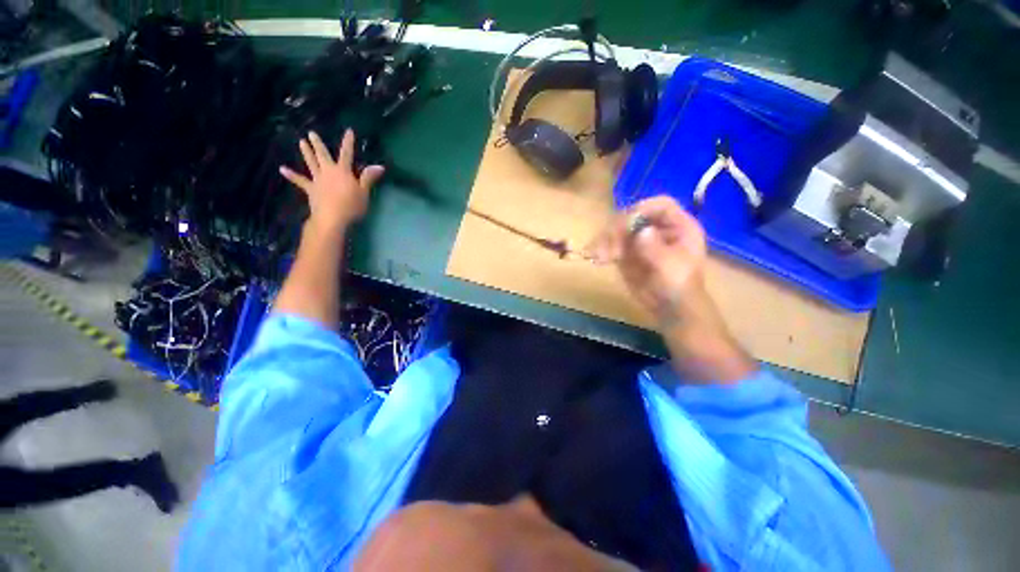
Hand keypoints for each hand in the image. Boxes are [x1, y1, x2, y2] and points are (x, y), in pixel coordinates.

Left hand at [279, 129, 384, 233]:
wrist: (332, 218)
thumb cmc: (351, 205)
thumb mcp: (364, 192)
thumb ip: (368, 178)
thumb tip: (379, 166)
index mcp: (343, 171)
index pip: (347, 154)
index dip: (348, 142)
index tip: (349, 131)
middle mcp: (328, 171)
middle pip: (323, 155)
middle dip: (318, 144)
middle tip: (311, 133)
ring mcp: (317, 180)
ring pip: (311, 163)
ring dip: (306, 152)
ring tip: (301, 142)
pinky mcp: (310, 189)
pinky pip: (299, 181)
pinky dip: (291, 175)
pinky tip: (282, 169)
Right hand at [587, 196, 707, 323]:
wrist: (669, 307)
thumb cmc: (679, 286)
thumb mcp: (671, 267)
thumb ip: (656, 248)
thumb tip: (641, 231)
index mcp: (677, 226)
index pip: (660, 205)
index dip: (643, 209)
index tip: (627, 224)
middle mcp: (656, 228)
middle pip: (633, 215)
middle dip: (618, 229)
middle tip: (610, 248)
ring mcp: (639, 239)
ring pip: (618, 229)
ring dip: (606, 240)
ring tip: (600, 256)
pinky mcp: (626, 252)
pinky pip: (610, 244)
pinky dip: (601, 249)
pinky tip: (596, 258)